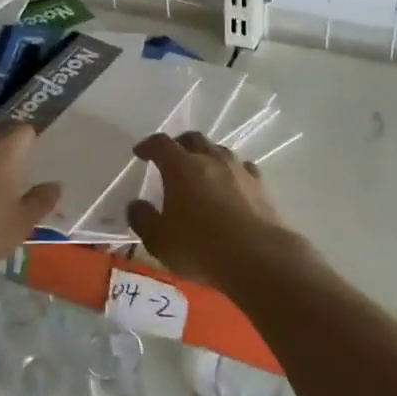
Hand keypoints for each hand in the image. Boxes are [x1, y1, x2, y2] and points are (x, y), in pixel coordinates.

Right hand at [126, 132, 301, 287]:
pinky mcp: (260, 184)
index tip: (140, 153)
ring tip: (201, 170)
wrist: (257, 256)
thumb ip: (143, 220)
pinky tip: (232, 183)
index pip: (161, 144)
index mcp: (181, 167)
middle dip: (179, 144)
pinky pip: (242, 167)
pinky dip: (232, 171)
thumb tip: (136, 205)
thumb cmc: (200, 247)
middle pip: (193, 139)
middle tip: (171, 157)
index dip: (148, 146)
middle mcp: (210, 159)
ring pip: (219, 150)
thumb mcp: (159, 241)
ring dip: (207, 155)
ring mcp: (238, 169)